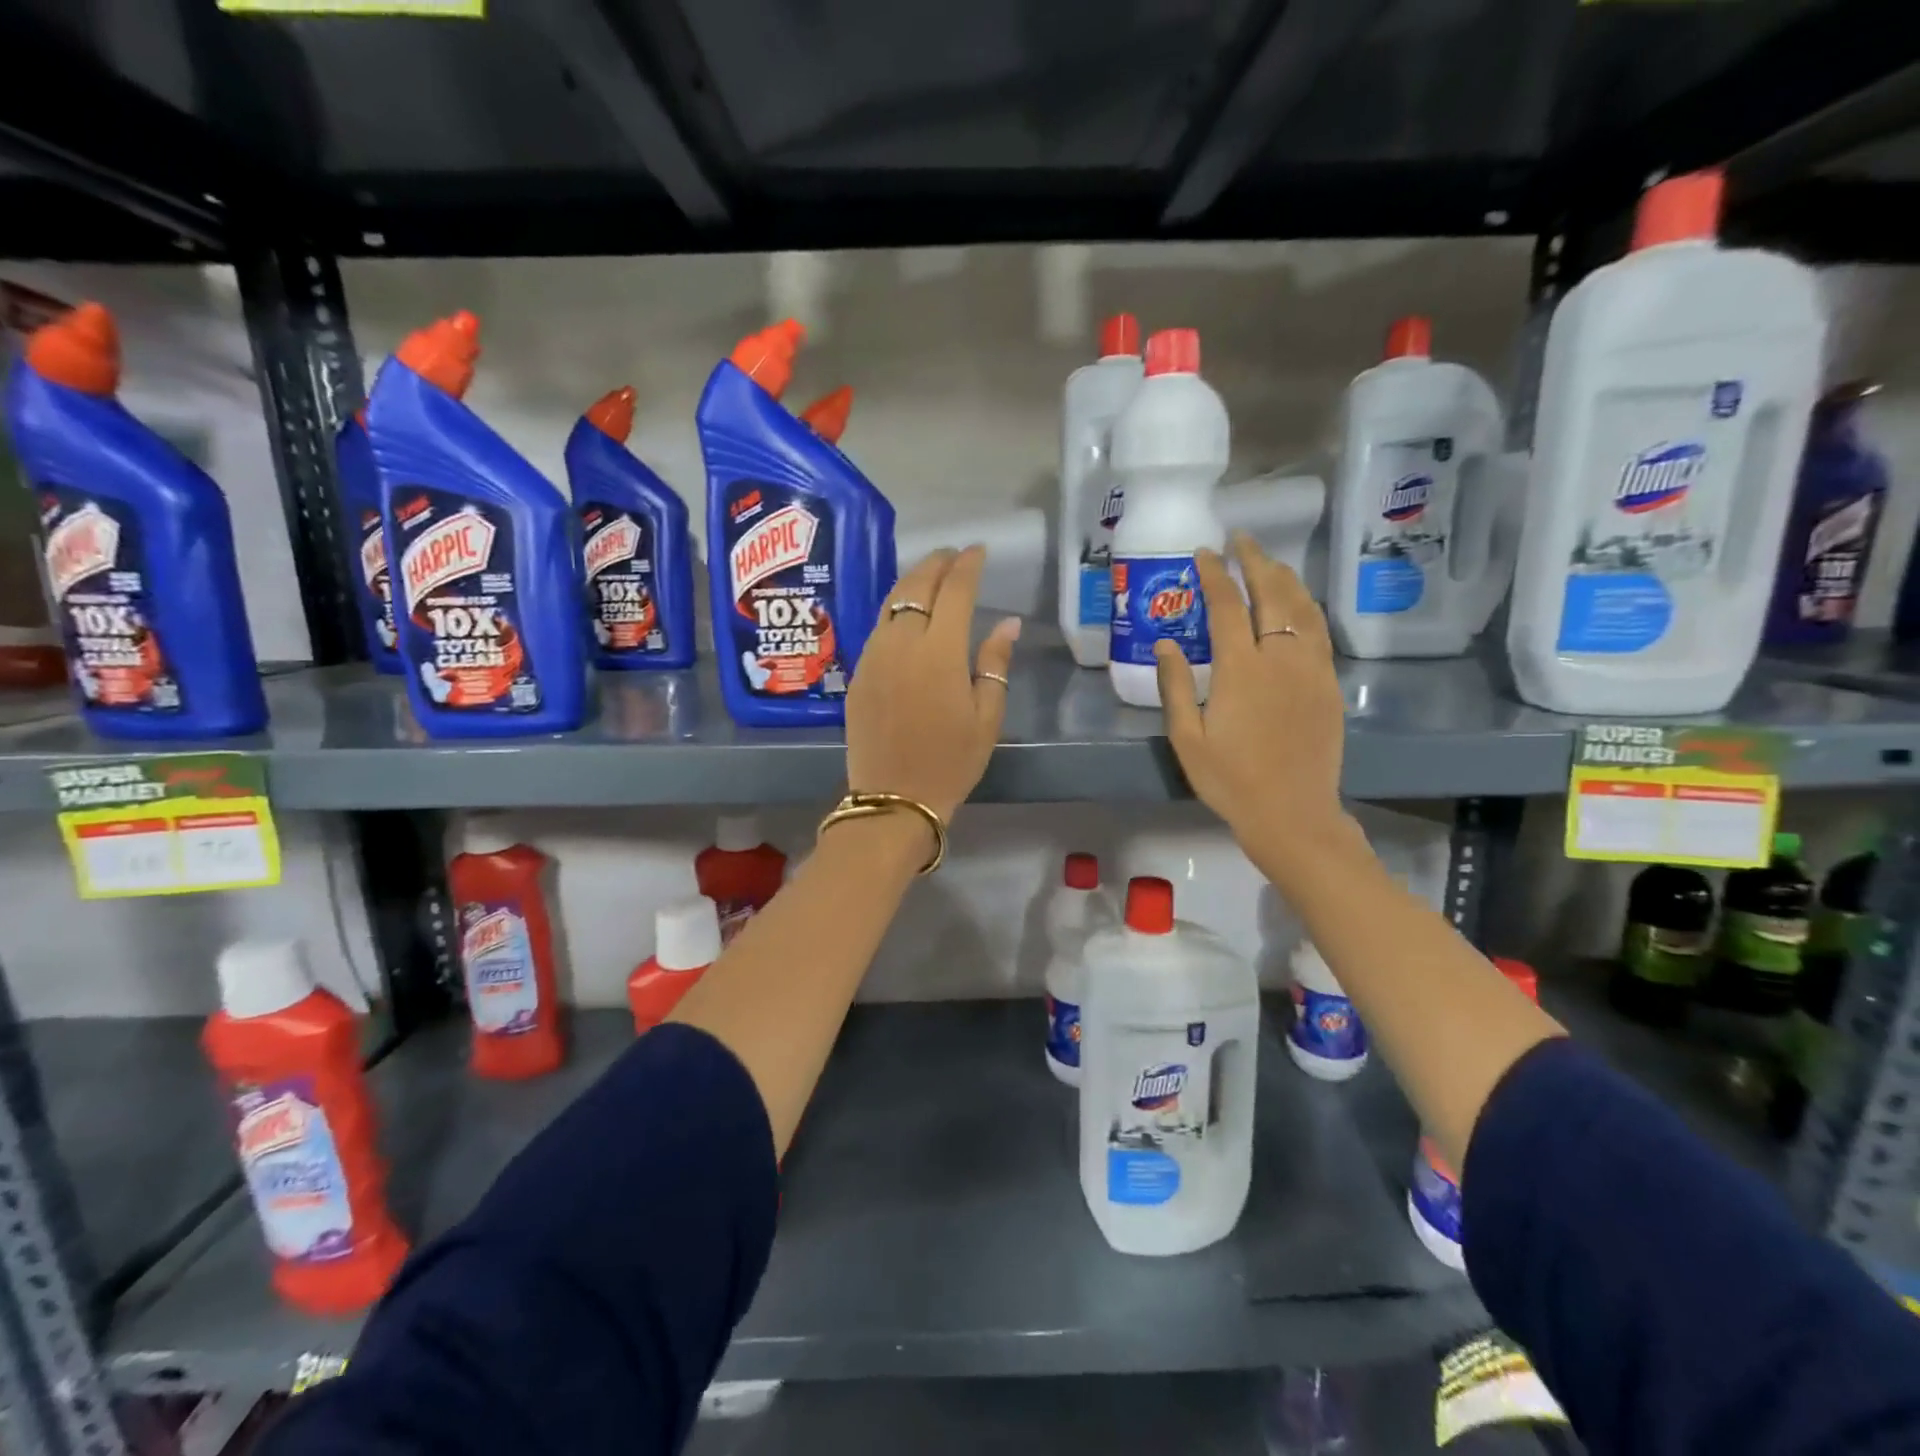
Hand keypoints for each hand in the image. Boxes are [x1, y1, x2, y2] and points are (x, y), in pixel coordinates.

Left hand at [847, 546, 1021, 823]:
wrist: (893, 797)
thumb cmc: (951, 761)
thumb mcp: (987, 717)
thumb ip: (995, 663)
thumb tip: (1007, 623)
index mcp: (940, 652)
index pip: (955, 590)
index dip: (968, 565)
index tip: (978, 551)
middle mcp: (901, 643)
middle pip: (916, 586)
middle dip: (936, 564)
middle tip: (953, 556)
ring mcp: (873, 655)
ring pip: (890, 602)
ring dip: (912, 582)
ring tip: (930, 575)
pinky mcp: (857, 672)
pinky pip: (877, 627)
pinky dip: (895, 609)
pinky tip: (906, 614)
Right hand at [1155, 532, 1350, 870]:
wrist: (1292, 814)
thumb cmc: (1230, 779)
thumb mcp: (1187, 738)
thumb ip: (1174, 685)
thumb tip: (1165, 642)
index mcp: (1241, 669)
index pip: (1228, 605)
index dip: (1215, 574)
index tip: (1204, 553)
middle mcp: (1281, 658)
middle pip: (1272, 594)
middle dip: (1256, 560)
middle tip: (1241, 539)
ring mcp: (1312, 669)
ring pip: (1303, 607)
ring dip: (1285, 578)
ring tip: (1268, 562)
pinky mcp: (1329, 685)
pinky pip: (1319, 632)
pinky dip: (1306, 607)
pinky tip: (1297, 605)